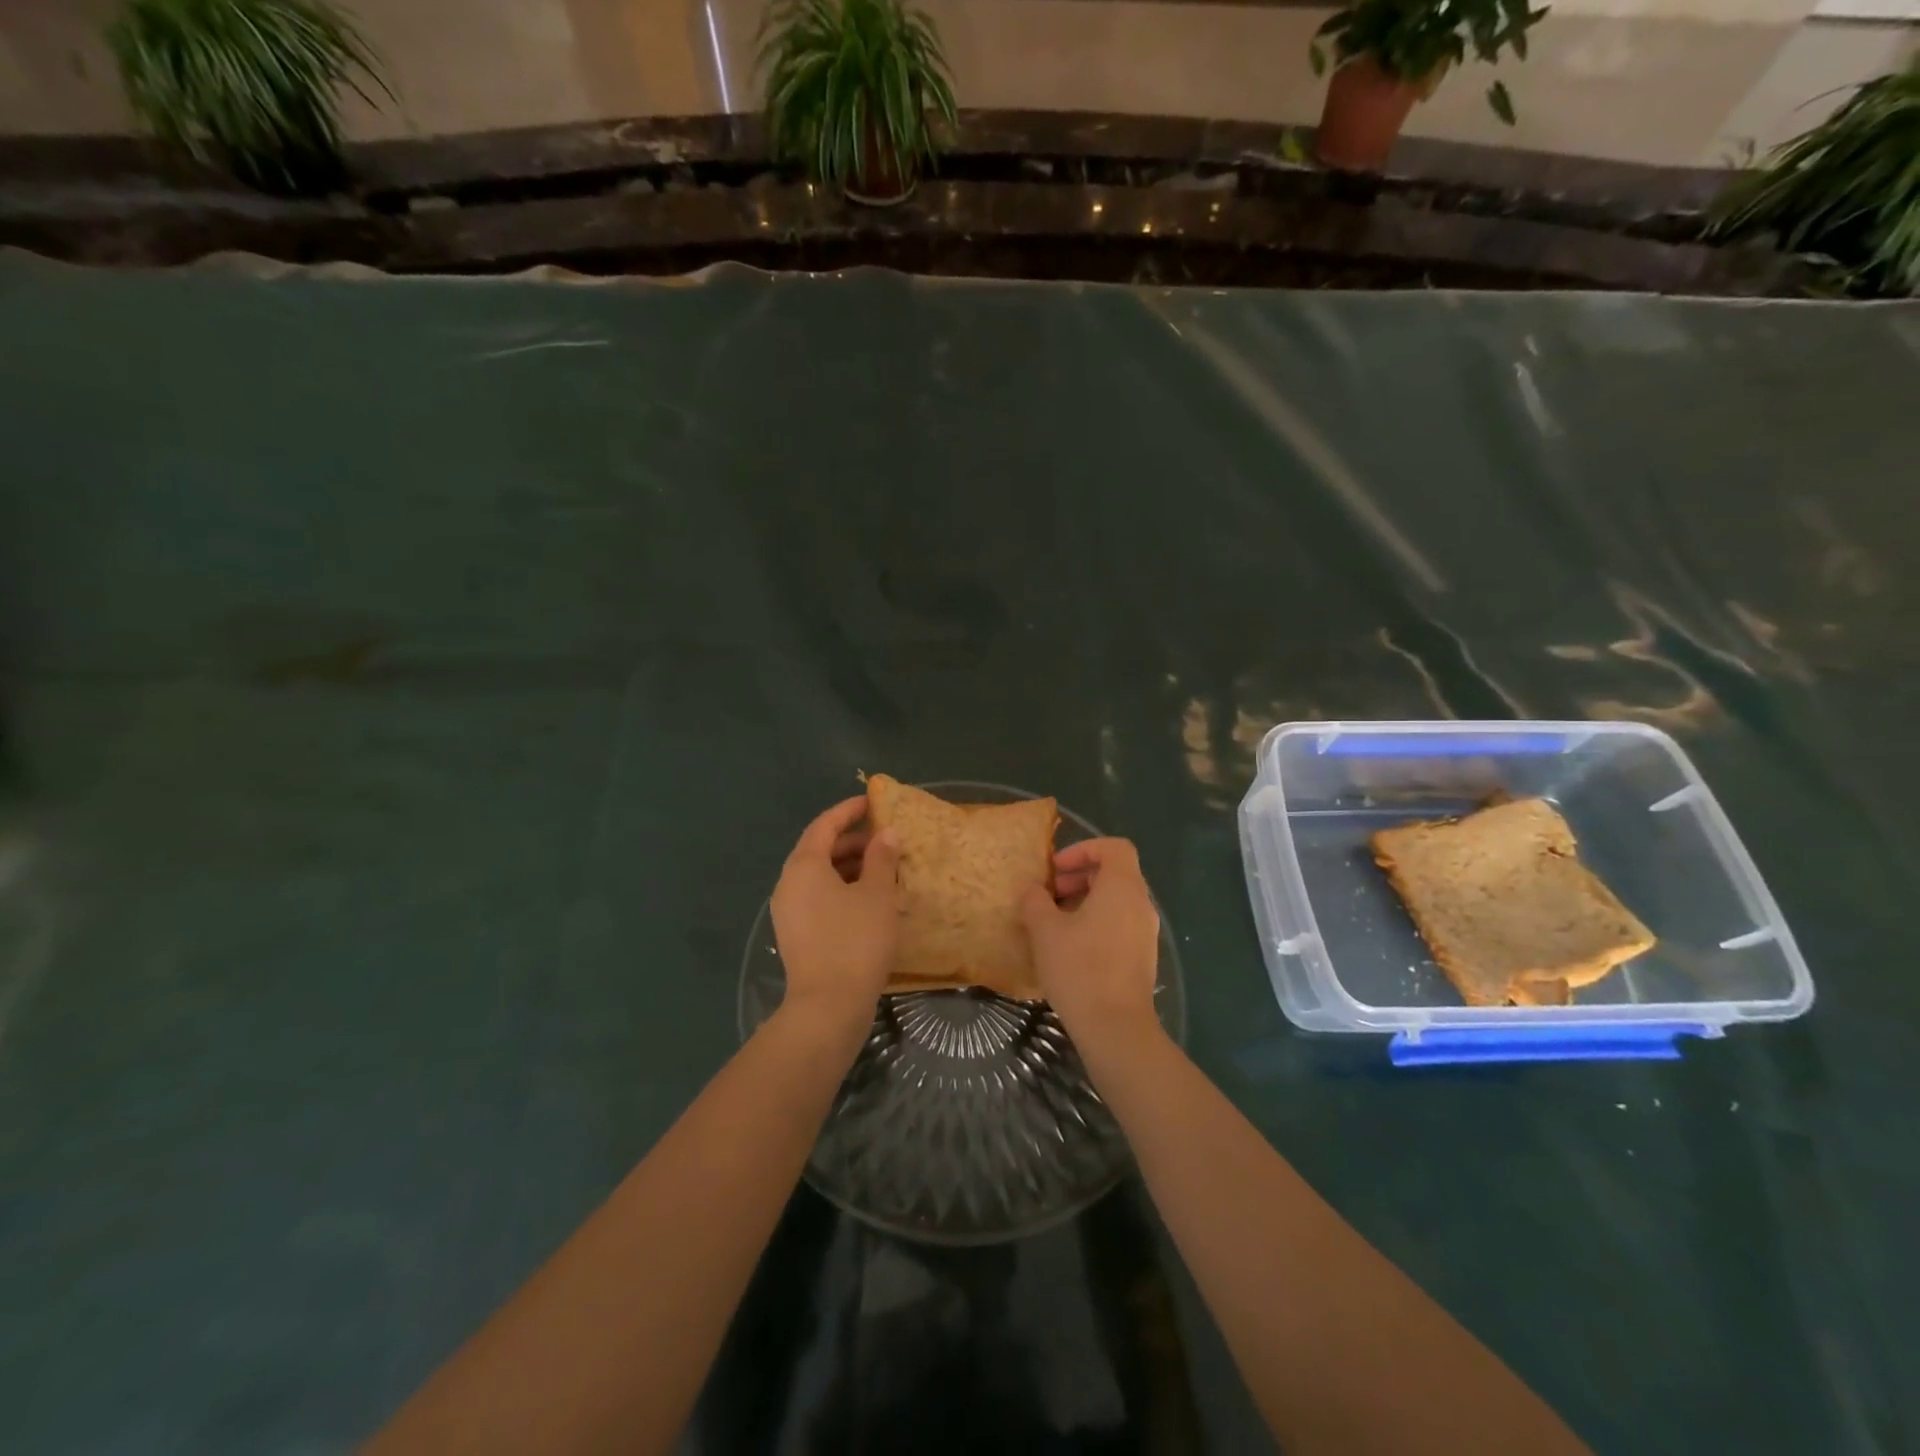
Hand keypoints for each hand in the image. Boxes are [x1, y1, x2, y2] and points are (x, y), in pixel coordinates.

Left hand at [771, 795, 900, 1029]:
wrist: (828, 1007)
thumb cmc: (855, 941)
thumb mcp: (877, 894)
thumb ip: (881, 858)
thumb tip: (887, 833)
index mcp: (804, 866)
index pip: (824, 825)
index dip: (849, 811)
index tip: (873, 802)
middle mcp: (789, 884)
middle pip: (820, 850)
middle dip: (853, 841)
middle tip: (886, 840)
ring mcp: (789, 912)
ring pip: (820, 877)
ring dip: (850, 867)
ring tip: (883, 869)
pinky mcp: (796, 935)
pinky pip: (818, 898)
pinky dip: (842, 890)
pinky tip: (869, 901)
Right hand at [1019, 838, 1162, 1052]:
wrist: (1116, 1028)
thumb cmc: (1080, 968)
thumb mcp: (1045, 931)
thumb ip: (1035, 902)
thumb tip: (1032, 890)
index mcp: (1122, 887)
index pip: (1114, 847)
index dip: (1083, 849)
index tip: (1055, 869)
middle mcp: (1141, 904)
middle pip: (1115, 873)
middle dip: (1079, 876)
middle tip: (1048, 895)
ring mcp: (1146, 932)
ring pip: (1116, 901)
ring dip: (1085, 901)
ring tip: (1054, 923)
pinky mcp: (1143, 957)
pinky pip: (1120, 924)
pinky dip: (1096, 923)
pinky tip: (1070, 948)